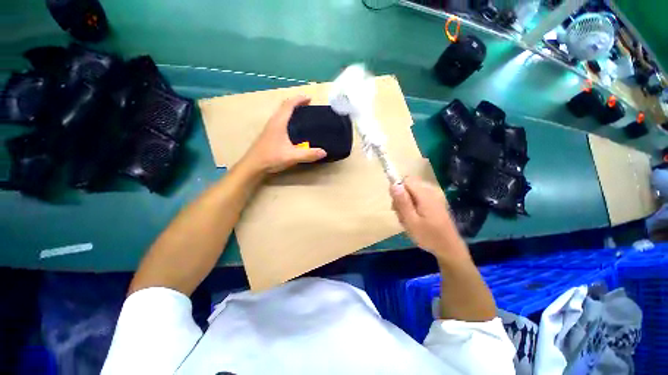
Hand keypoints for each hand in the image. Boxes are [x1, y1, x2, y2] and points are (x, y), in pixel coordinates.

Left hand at [241, 96, 326, 174]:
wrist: (253, 166)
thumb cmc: (271, 158)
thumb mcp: (292, 156)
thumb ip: (308, 154)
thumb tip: (324, 152)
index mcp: (279, 123)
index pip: (288, 105)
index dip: (299, 99)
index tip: (309, 98)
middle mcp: (273, 122)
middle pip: (284, 107)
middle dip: (296, 103)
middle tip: (307, 106)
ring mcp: (269, 128)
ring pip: (281, 114)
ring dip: (291, 111)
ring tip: (301, 115)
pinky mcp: (268, 135)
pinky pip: (279, 121)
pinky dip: (287, 119)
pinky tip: (292, 129)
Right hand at [390, 176, 468, 263]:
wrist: (449, 248)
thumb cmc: (428, 236)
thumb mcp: (411, 221)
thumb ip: (402, 202)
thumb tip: (394, 184)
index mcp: (425, 194)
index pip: (406, 180)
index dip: (397, 190)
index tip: (396, 204)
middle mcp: (430, 191)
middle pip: (408, 186)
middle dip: (401, 198)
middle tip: (402, 215)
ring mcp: (434, 196)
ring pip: (411, 192)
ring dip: (406, 204)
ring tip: (408, 219)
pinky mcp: (434, 202)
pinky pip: (418, 197)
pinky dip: (412, 206)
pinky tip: (414, 218)